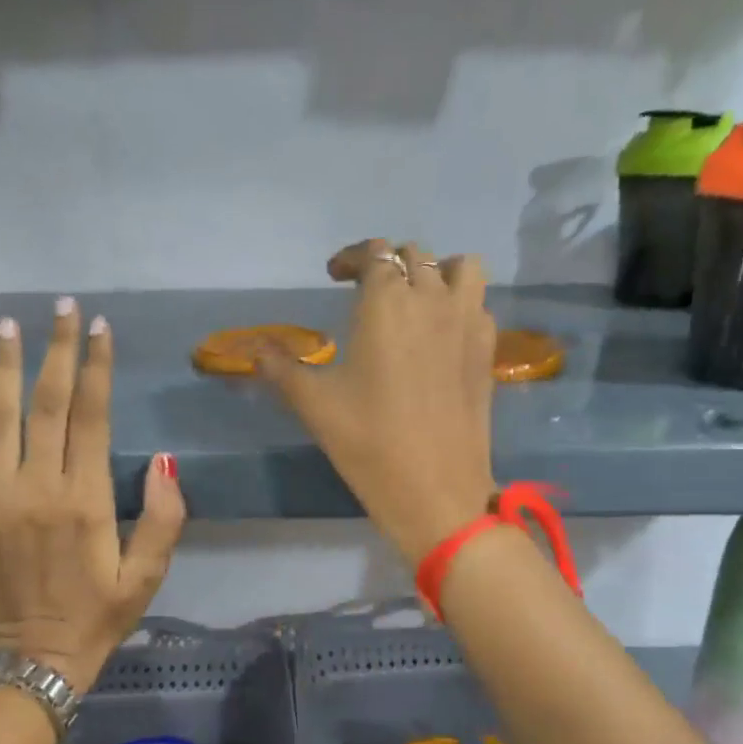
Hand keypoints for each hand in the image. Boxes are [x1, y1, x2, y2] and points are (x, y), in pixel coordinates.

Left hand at [0, 299, 185, 694]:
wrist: (37, 658)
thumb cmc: (100, 615)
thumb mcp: (147, 575)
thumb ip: (163, 519)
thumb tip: (165, 461)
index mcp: (85, 499)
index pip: (93, 418)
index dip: (98, 369)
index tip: (100, 329)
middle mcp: (37, 487)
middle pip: (48, 405)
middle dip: (57, 352)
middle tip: (62, 307)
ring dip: (3, 368)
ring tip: (7, 325)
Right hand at [257, 242, 496, 562]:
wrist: (435, 489)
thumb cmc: (368, 442)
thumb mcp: (313, 403)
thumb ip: (280, 368)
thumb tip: (254, 350)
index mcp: (387, 301)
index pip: (375, 253)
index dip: (352, 258)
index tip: (335, 276)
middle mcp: (432, 298)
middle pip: (416, 255)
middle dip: (388, 263)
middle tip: (367, 291)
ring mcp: (468, 322)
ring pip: (462, 268)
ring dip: (438, 271)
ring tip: (417, 297)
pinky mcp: (488, 351)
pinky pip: (479, 305)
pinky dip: (461, 304)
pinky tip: (443, 334)